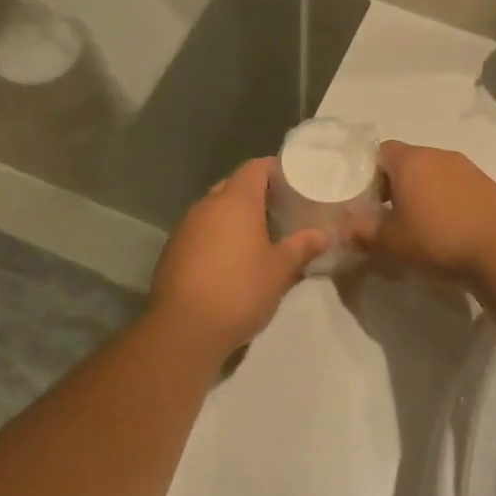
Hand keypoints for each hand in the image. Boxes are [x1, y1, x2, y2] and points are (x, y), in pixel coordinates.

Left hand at [149, 159, 327, 354]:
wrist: (184, 328)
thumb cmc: (240, 290)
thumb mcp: (280, 271)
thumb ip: (301, 247)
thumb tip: (322, 234)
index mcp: (236, 201)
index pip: (255, 167)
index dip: (274, 168)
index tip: (293, 179)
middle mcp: (207, 206)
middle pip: (233, 185)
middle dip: (255, 193)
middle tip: (280, 209)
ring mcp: (185, 228)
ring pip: (214, 210)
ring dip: (234, 216)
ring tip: (258, 234)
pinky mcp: (172, 251)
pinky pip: (200, 231)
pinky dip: (217, 236)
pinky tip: (230, 258)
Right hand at [356, 142, 495, 284]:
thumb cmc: (438, 239)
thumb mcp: (392, 243)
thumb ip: (363, 233)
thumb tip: (343, 230)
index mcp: (411, 161)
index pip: (381, 151)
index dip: (370, 174)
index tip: (368, 200)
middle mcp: (439, 155)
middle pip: (408, 161)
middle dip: (396, 184)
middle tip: (390, 215)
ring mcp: (467, 167)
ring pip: (434, 172)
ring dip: (423, 192)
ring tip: (420, 223)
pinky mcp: (487, 184)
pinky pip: (456, 185)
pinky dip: (447, 199)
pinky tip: (448, 227)